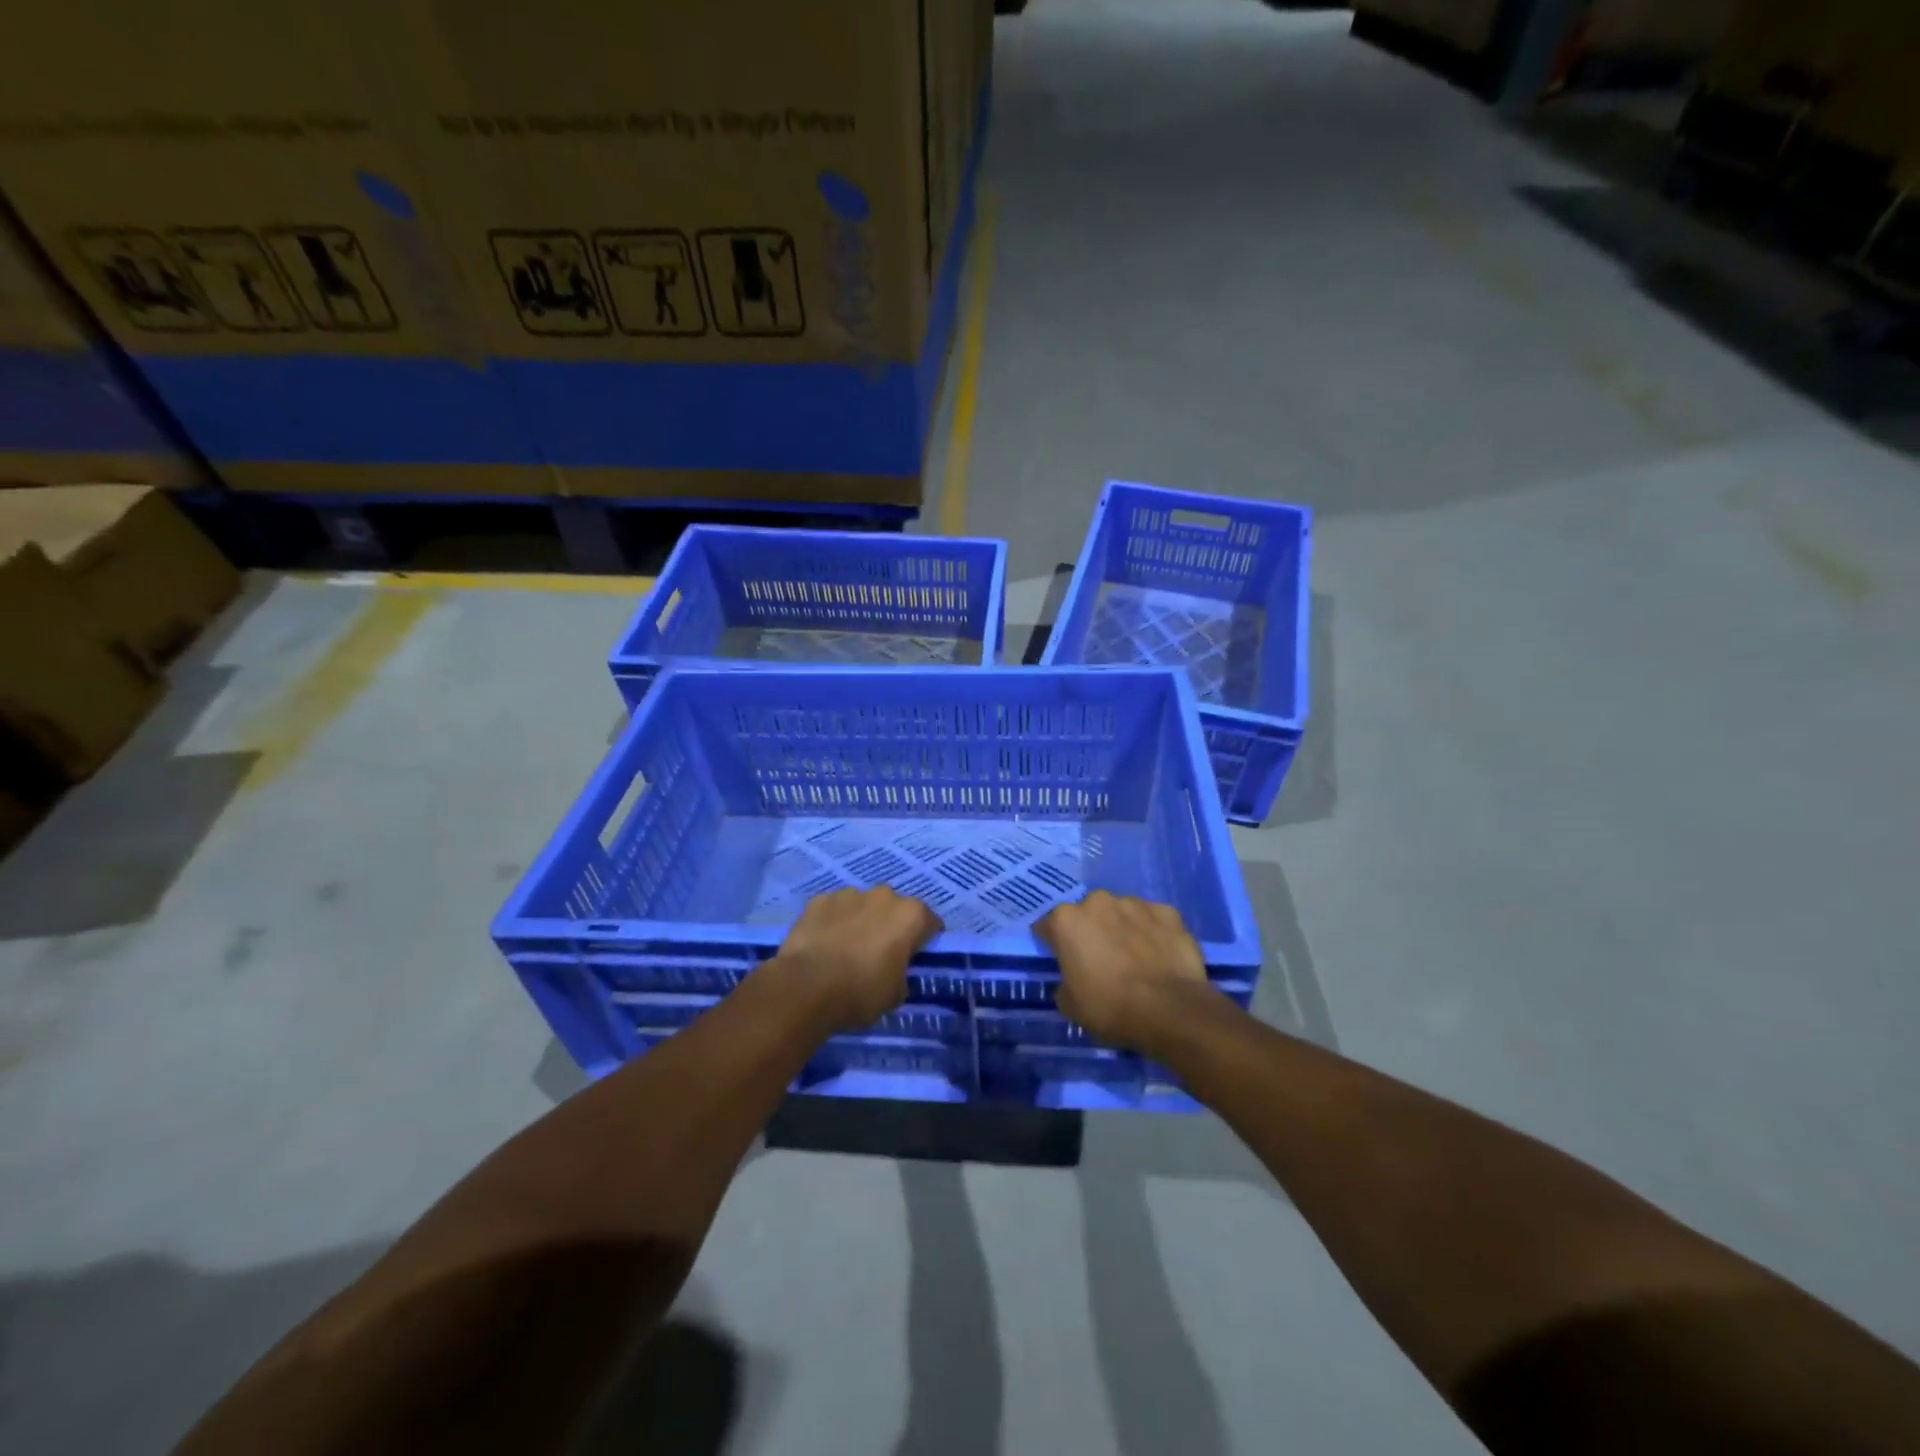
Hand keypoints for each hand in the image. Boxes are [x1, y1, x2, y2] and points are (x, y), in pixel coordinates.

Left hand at [774, 887, 942, 1031]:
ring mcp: (849, 894)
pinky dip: (833, 921)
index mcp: (910, 915)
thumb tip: (894, 968)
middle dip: (890, 925)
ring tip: (847, 948)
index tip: (915, 957)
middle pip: (894, 908)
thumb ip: (902, 972)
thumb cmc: (861, 992)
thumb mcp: (896, 994)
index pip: (929, 923)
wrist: (806, 987)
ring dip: (860, 920)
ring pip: (862, 905)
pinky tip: (824, 943)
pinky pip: (834, 909)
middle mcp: (884, 895)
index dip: (924, 940)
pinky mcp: (819, 900)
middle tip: (879, 953)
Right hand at [1035, 891, 1211, 1052]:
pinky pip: (1153, 920)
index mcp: (1067, 920)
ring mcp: (1135, 904)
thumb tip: (1072, 980)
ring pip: (1121, 913)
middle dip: (1091, 931)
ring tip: (1135, 958)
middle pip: (1087, 914)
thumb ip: (1065, 982)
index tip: (1062, 961)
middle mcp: (1098, 901)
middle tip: (1101, 960)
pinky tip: (1160, 956)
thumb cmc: (1110, 1008)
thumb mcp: (1070, 1005)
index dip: (1054, 944)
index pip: (1048, 926)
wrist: (1171, 1012)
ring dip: (1123, 929)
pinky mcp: (1167, 912)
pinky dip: (1153, 933)